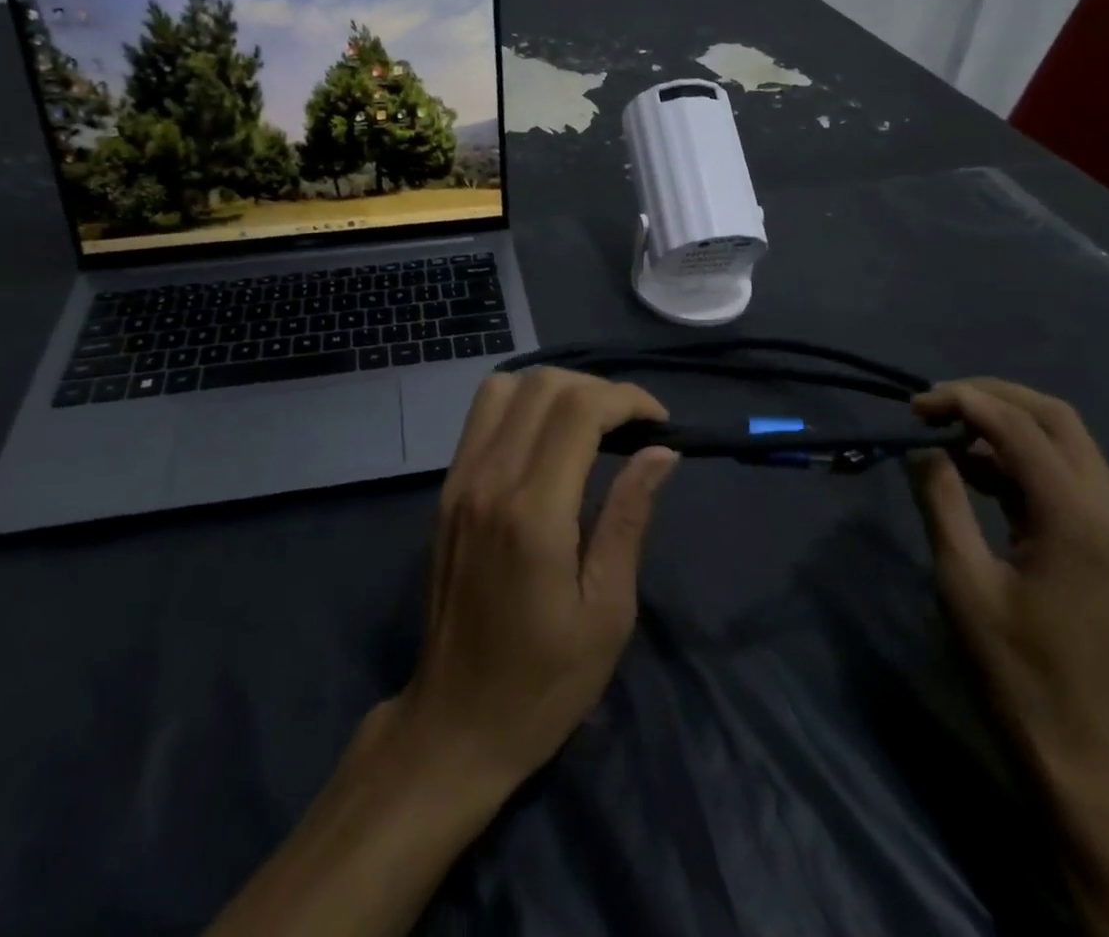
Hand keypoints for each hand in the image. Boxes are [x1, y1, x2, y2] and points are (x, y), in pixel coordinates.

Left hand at [207, 370, 678, 936]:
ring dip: (556, 389)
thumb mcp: (608, 610)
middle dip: (598, 390)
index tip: (659, 424)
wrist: (456, 722)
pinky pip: (482, 415)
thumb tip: (661, 453)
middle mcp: (489, 480)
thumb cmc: (545, 681)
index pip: (579, 410)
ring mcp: (460, 480)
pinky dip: (523, 404)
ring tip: (592, 424)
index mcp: (533, 513)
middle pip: (543, 385)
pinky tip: (549, 438)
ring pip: (505, 388)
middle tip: (632, 426)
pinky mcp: (447, 489)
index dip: (627, 400)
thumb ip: (629, 517)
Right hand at [908, 379, 1108, 791]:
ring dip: (1006, 427)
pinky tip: (976, 471)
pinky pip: (1068, 476)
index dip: (964, 402)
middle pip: (1056, 418)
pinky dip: (1021, 460)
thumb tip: (922, 447)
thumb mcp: (962, 579)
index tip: (913, 405)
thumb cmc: (1013, 667)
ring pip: (1065, 442)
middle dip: (991, 398)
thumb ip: (941, 500)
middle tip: (933, 405)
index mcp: (1081, 520)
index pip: (1020, 428)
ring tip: (945, 436)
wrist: (1082, 750)